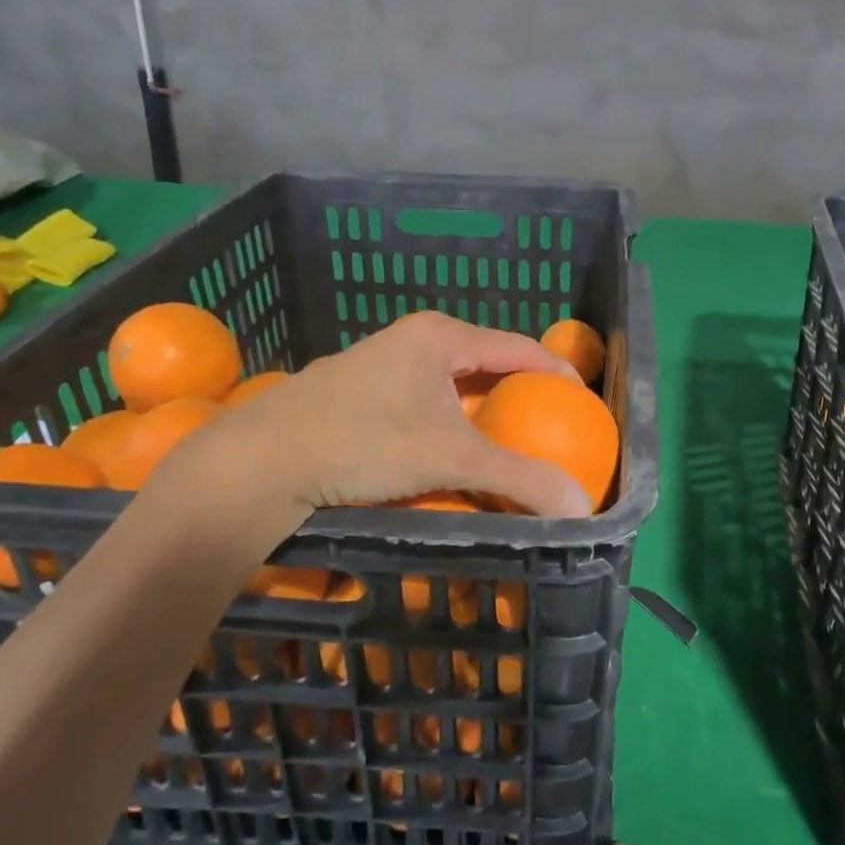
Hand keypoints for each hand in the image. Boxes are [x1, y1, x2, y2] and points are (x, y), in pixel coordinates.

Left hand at [140, 312, 592, 547]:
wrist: (260, 461)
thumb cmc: (363, 441)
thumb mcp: (449, 459)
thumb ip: (518, 480)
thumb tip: (584, 509)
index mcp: (441, 336)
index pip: (518, 346)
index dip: (556, 372)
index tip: (583, 404)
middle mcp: (413, 340)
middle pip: (486, 363)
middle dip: (519, 393)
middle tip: (550, 427)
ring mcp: (381, 364)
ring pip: (452, 384)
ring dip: (482, 411)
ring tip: (508, 443)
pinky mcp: (359, 393)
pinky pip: (425, 401)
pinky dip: (450, 423)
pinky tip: (452, 453)